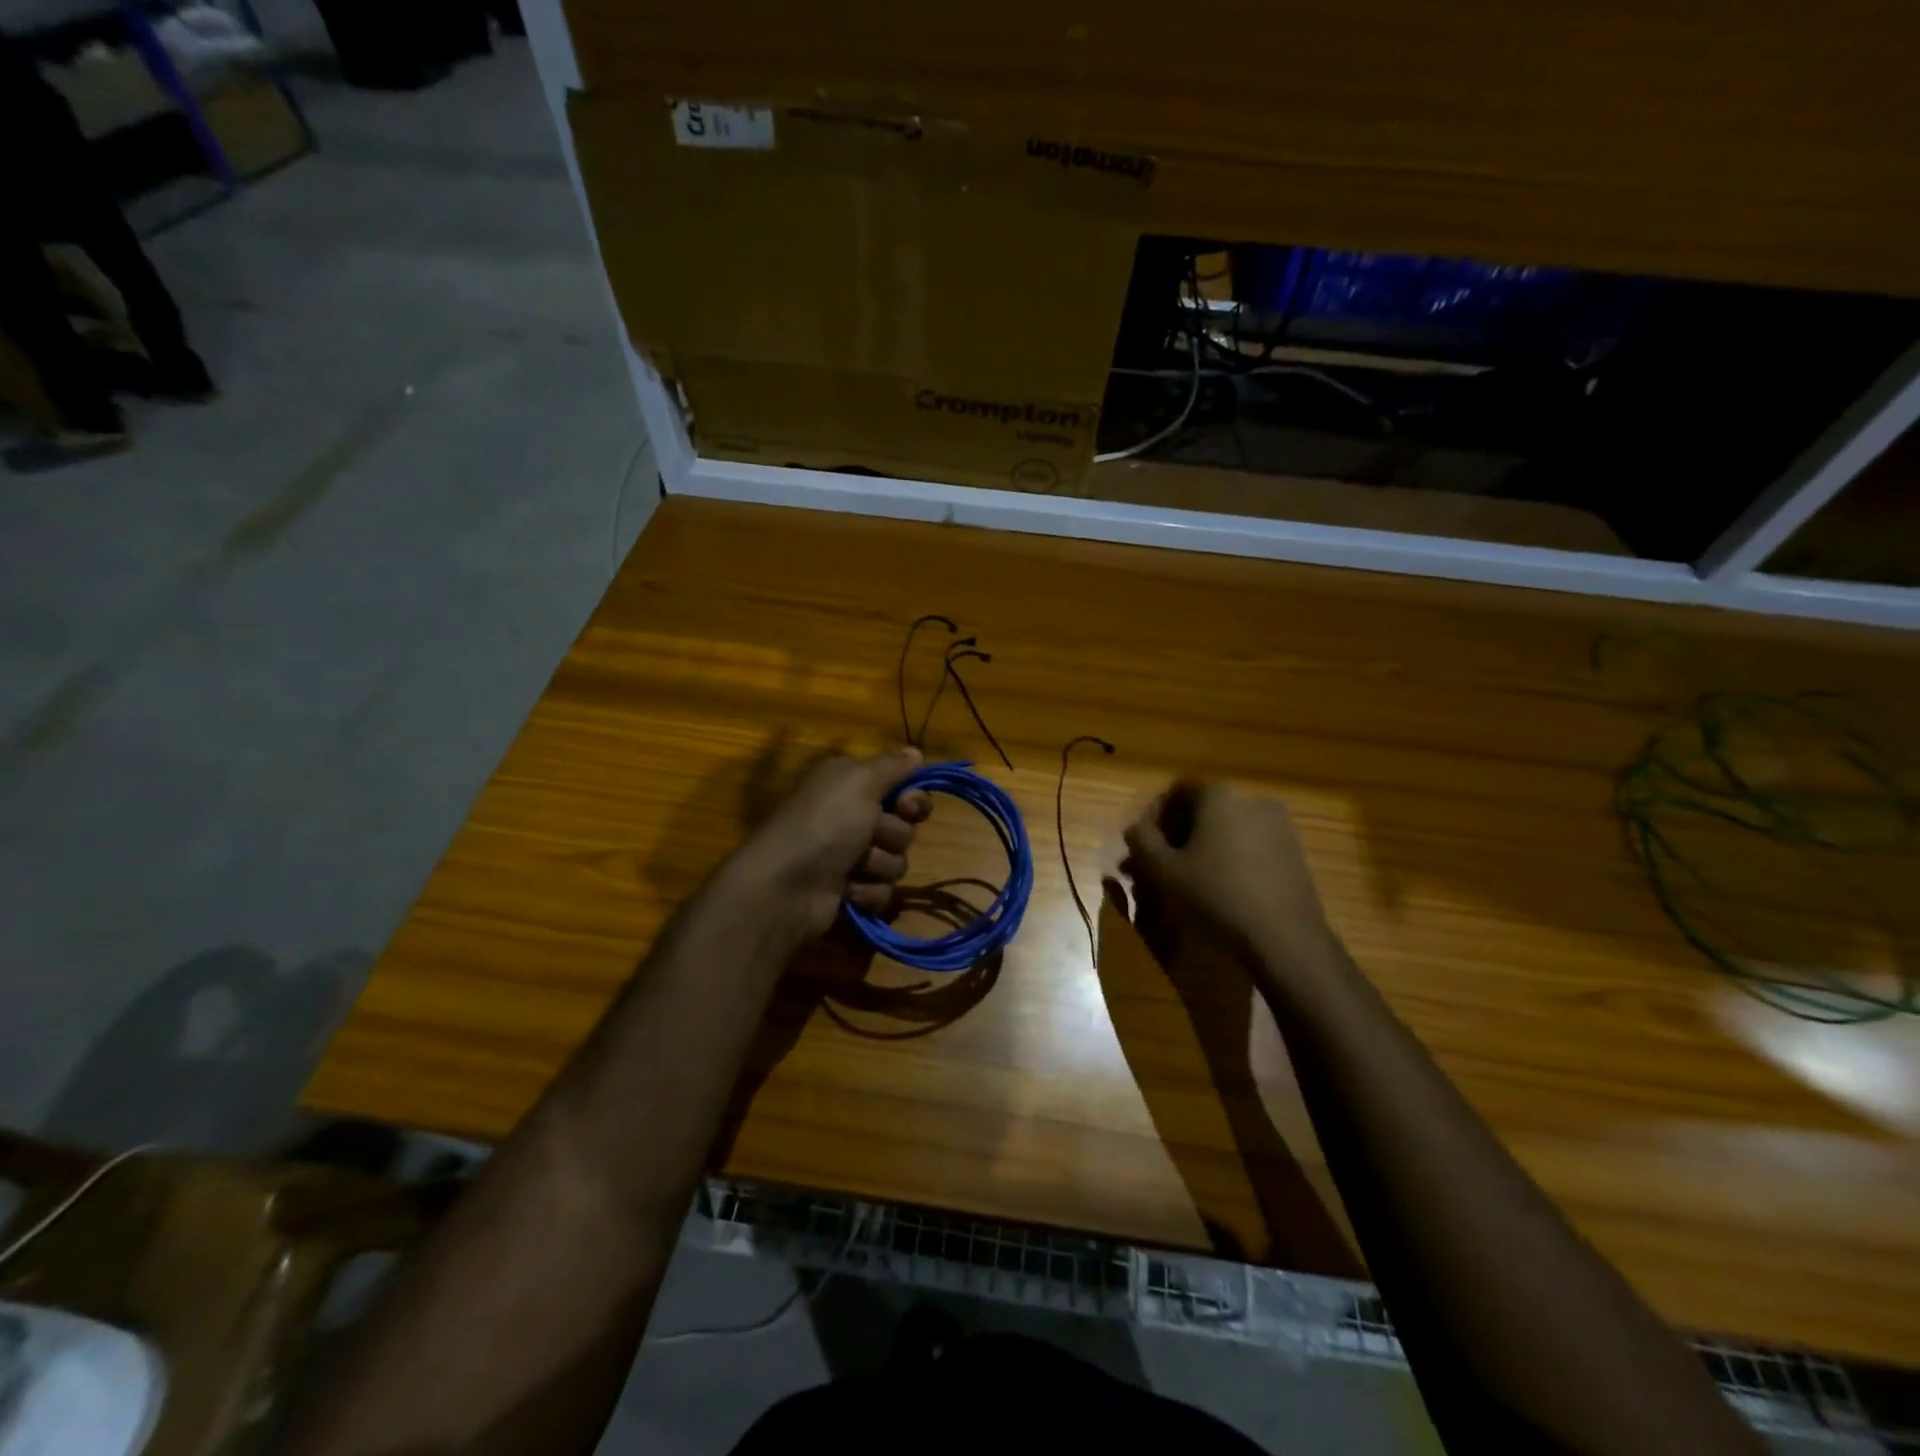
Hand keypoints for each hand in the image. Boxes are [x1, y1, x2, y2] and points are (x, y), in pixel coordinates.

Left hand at [729, 747, 931, 941]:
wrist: (785, 888)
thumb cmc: (824, 824)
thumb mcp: (859, 780)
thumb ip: (893, 765)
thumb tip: (916, 753)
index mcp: (851, 783)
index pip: (903, 787)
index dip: (913, 798)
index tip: (907, 806)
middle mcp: (851, 815)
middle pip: (904, 826)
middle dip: (892, 834)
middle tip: (870, 834)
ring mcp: (850, 856)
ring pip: (896, 861)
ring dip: (878, 865)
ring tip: (852, 867)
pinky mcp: (850, 891)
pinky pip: (882, 892)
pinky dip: (866, 892)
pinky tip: (845, 890)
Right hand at [1122, 781, 1337, 975]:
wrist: (1285, 938)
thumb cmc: (1216, 895)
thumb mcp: (1163, 870)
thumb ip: (1141, 840)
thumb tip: (1136, 828)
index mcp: (1220, 796)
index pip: (1177, 791)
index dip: (1153, 816)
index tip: (1142, 846)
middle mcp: (1252, 800)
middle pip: (1202, 812)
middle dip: (1174, 839)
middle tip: (1157, 869)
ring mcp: (1278, 826)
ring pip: (1225, 832)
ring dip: (1199, 852)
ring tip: (1183, 884)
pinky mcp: (1294, 853)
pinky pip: (1249, 847)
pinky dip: (1227, 861)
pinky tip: (1217, 891)